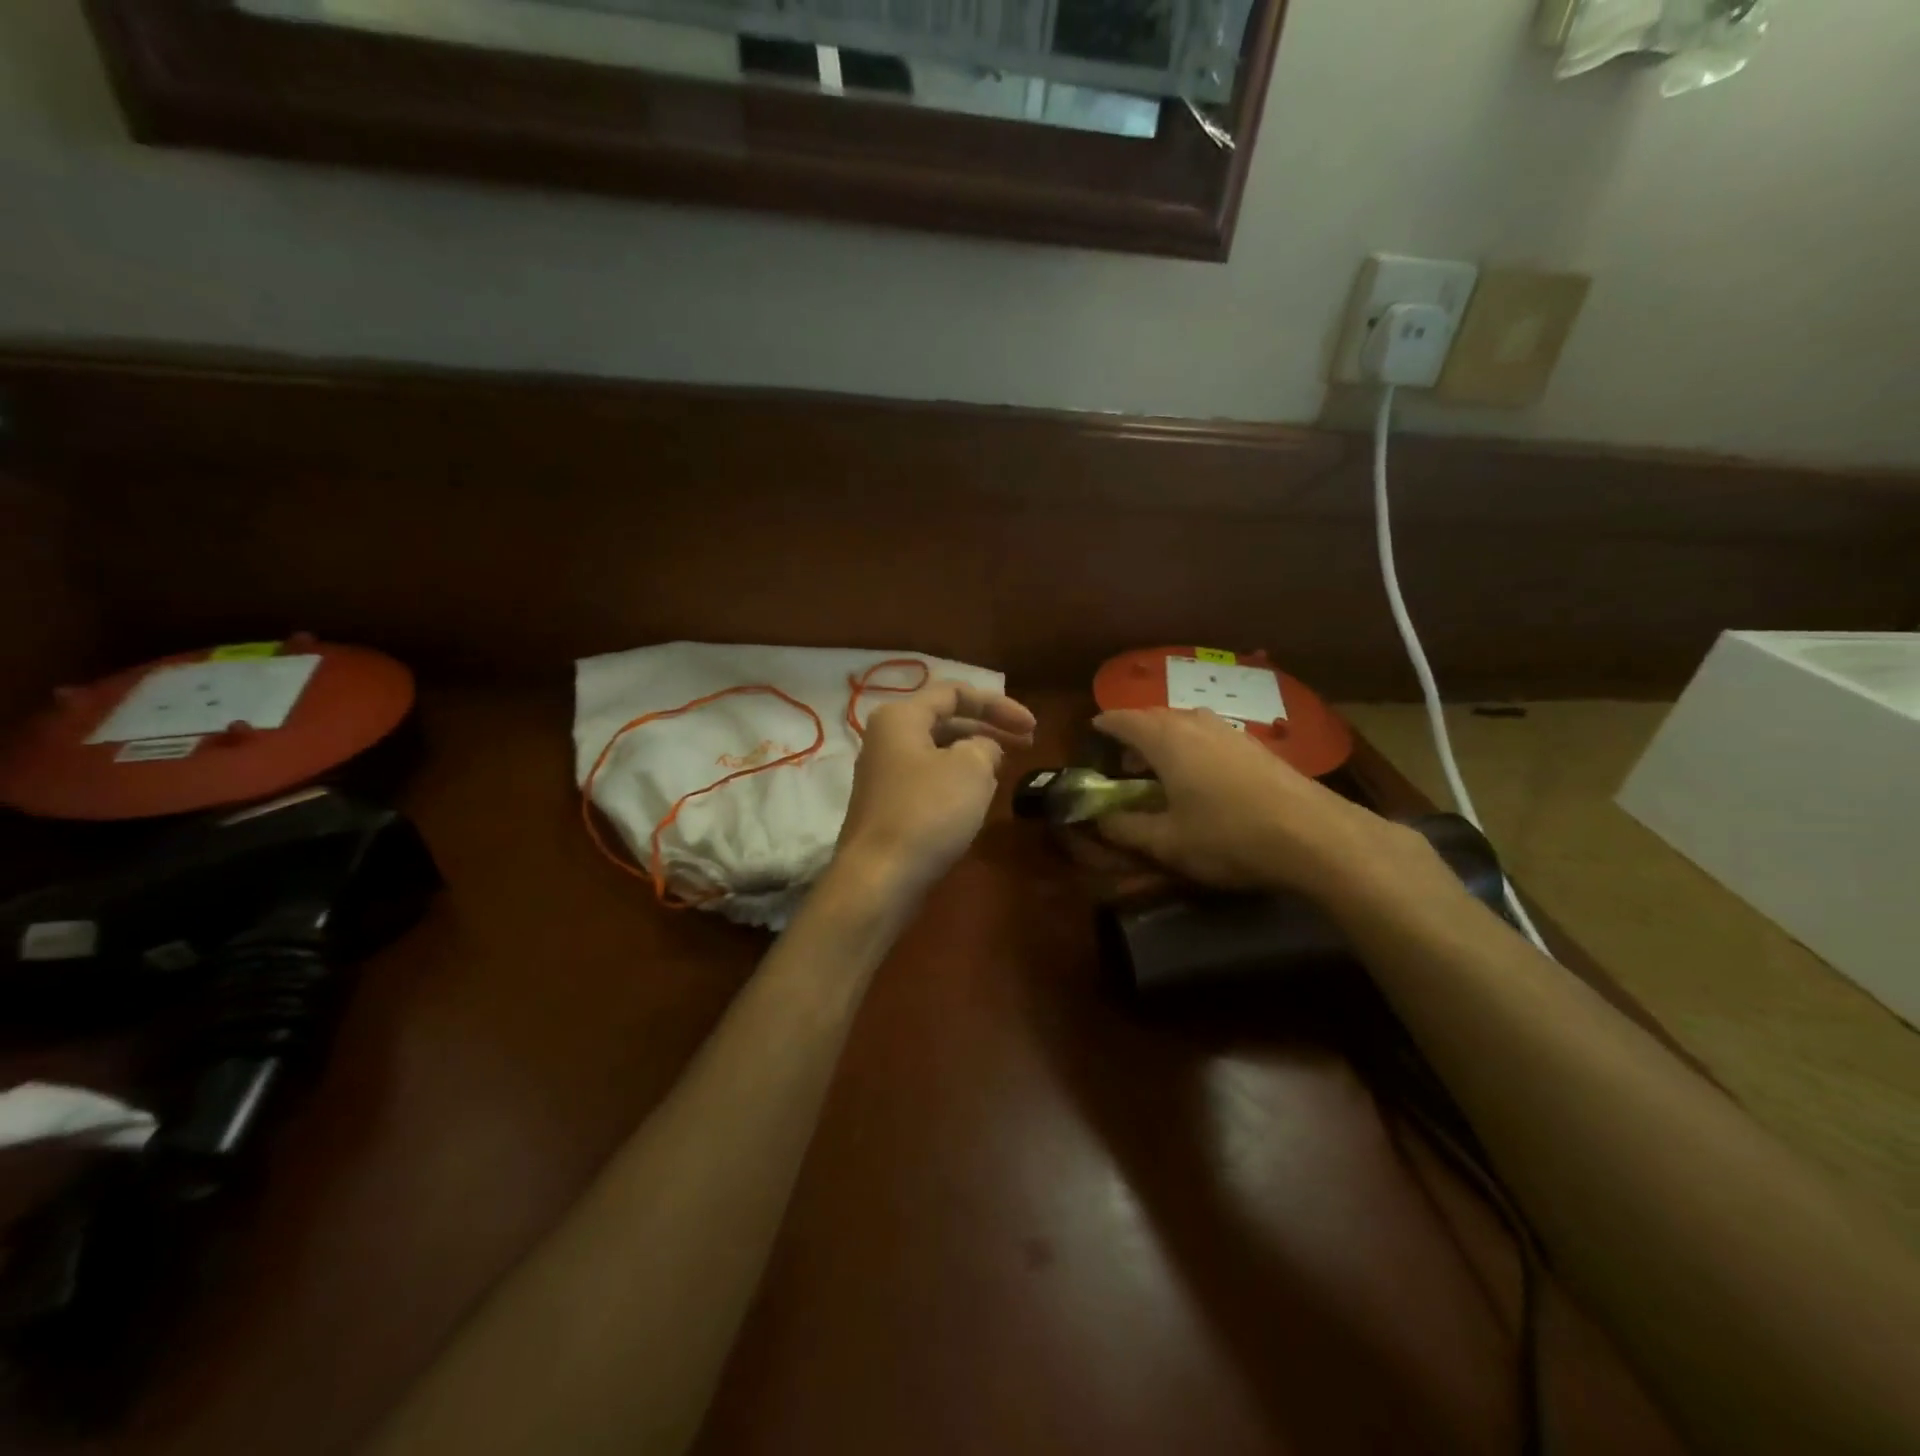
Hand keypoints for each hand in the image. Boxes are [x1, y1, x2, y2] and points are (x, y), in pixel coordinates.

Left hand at [836, 680, 1036, 899]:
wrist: (880, 878)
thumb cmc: (928, 812)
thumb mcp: (971, 768)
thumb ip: (986, 746)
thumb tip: (983, 750)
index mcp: (900, 717)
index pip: (954, 692)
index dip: (998, 704)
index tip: (1032, 726)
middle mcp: (886, 739)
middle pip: (945, 720)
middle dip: (988, 728)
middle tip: (1027, 744)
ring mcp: (884, 775)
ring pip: (938, 752)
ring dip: (974, 755)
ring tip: (1004, 771)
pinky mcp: (889, 807)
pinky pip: (929, 780)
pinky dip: (957, 781)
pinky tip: (977, 800)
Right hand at [1092, 708, 1414, 901]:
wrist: (1313, 835)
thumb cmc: (1228, 835)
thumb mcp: (1167, 842)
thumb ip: (1126, 829)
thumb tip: (1099, 820)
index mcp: (1166, 740)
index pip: (1125, 720)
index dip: (1106, 724)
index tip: (1093, 729)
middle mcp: (1196, 724)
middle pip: (1155, 716)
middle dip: (1135, 731)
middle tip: (1123, 757)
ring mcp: (1230, 731)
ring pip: (1186, 723)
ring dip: (1166, 737)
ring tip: (1159, 765)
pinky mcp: (1256, 746)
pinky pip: (1210, 734)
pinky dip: (1192, 745)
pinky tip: (1200, 773)